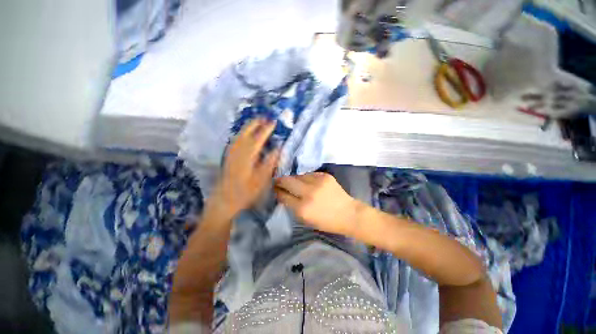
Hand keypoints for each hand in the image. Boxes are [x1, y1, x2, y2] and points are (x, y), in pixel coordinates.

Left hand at [210, 118, 279, 217]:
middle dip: (255, 123)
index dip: (266, 129)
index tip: (273, 122)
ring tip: (257, 122)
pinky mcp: (228, 157)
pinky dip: (241, 134)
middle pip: (246, 133)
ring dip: (248, 127)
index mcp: (247, 156)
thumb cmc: (245, 192)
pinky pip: (235, 140)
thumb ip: (270, 163)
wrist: (225, 200)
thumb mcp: (261, 179)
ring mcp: (231, 153)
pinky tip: (244, 134)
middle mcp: (238, 151)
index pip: (258, 138)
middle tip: (265, 117)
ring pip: (239, 135)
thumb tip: (278, 149)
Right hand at [274, 172, 359, 235]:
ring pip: (298, 176)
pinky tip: (309, 183)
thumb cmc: (326, 221)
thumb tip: (281, 193)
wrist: (348, 213)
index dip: (277, 191)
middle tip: (278, 182)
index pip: (283, 195)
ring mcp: (318, 182)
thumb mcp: (305, 219)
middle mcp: (309, 193)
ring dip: (294, 180)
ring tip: (297, 184)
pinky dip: (306, 178)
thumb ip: (292, 206)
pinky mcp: (325, 175)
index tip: (274, 189)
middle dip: (280, 181)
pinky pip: (309, 174)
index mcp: (303, 209)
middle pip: (287, 181)